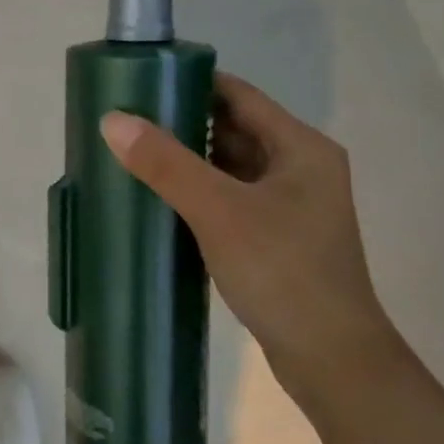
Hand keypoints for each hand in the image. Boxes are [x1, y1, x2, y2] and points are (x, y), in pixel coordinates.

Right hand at [99, 73, 397, 392]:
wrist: (331, 361)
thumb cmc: (283, 272)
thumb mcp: (219, 211)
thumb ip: (166, 164)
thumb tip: (112, 120)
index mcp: (300, 147)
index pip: (238, 95)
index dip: (190, 82)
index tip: (140, 82)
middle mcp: (299, 167)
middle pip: (232, 128)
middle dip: (181, 123)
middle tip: (126, 121)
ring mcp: (289, 205)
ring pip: (229, 166)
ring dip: (187, 160)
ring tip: (133, 154)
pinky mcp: (275, 237)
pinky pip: (229, 198)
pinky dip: (197, 192)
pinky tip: (159, 198)